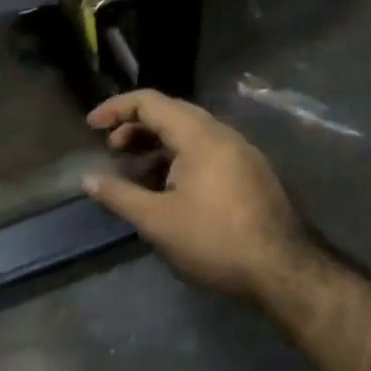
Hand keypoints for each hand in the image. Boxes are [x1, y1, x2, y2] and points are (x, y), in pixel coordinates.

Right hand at [82, 90, 311, 301]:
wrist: (282, 269)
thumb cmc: (214, 240)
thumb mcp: (157, 220)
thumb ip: (119, 195)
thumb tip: (88, 180)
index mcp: (199, 135)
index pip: (150, 102)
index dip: (116, 109)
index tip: (91, 127)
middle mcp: (222, 134)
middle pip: (172, 113)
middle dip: (136, 127)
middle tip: (112, 150)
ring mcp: (241, 152)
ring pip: (191, 134)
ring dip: (158, 145)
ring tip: (135, 173)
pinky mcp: (251, 173)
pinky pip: (207, 151)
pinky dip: (179, 158)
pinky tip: (168, 189)